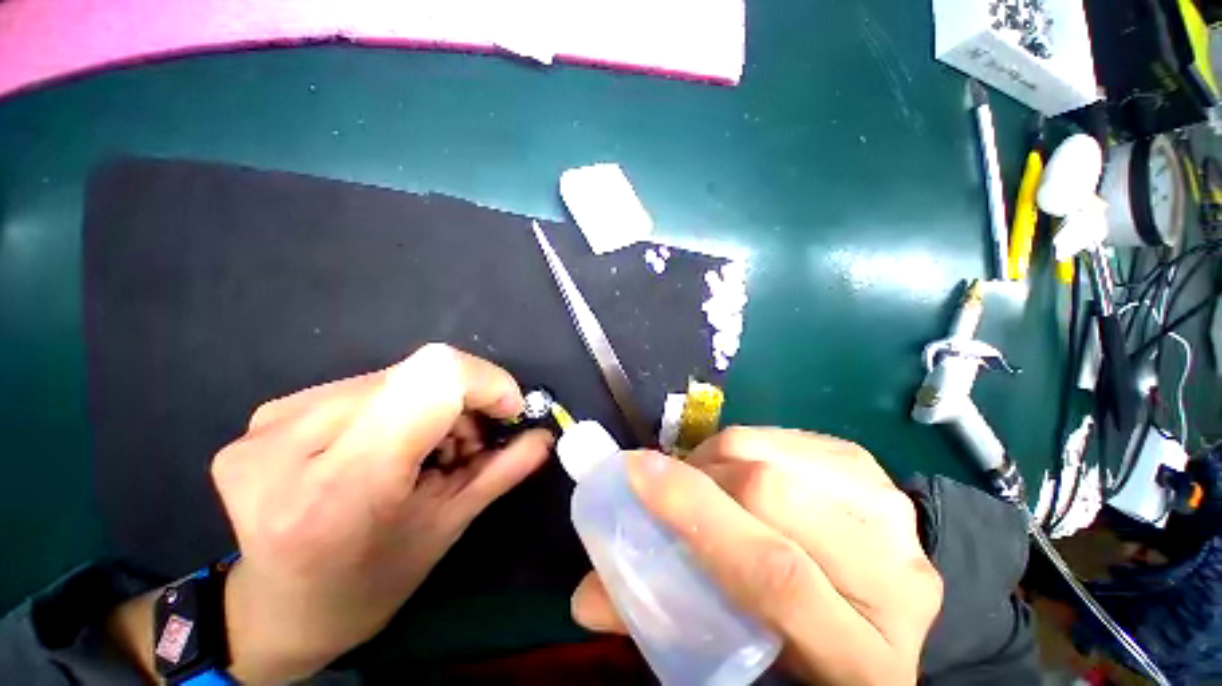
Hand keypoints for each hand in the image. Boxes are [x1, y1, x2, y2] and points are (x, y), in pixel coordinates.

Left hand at [207, 344, 552, 681]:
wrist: (271, 612)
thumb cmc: (366, 586)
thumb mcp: (446, 530)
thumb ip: (502, 472)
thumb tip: (543, 435)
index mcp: (343, 485)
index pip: (434, 379)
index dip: (486, 381)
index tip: (507, 411)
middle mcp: (293, 441)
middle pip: (417, 374)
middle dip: (463, 401)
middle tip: (467, 446)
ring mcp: (270, 423)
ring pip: (393, 377)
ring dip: (430, 406)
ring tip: (426, 452)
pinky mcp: (266, 416)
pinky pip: (361, 388)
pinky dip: (395, 409)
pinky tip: (386, 447)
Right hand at [571, 428, 941, 684]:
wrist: (874, 611)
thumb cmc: (796, 644)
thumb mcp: (733, 649)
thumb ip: (657, 617)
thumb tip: (584, 596)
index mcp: (859, 658)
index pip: (773, 574)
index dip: (694, 511)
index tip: (635, 471)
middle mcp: (894, 584)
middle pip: (774, 495)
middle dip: (702, 475)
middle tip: (676, 482)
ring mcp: (894, 520)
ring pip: (778, 457)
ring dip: (722, 455)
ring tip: (708, 477)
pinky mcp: (877, 476)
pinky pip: (791, 438)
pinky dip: (749, 445)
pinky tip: (744, 468)